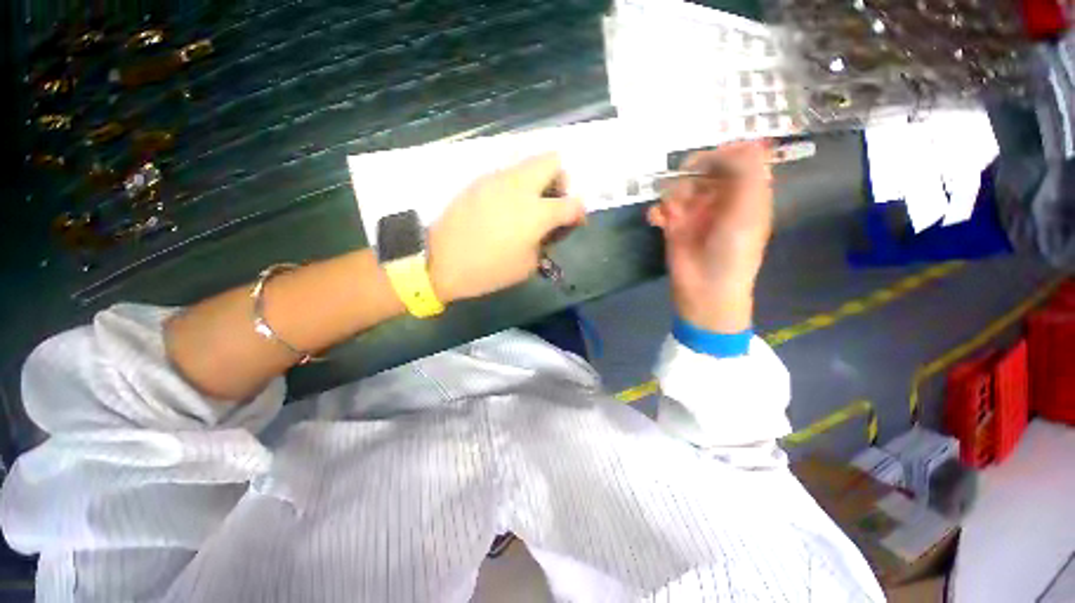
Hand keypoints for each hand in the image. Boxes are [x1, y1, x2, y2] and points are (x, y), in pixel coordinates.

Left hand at [429, 153, 584, 301]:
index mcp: (537, 212)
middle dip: (560, 179)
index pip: (573, 203)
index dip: (580, 213)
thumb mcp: (527, 266)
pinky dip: (515, 186)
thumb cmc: (489, 270)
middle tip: (551, 202)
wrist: (442, 261)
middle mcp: (520, 187)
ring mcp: (497, 179)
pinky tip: (504, 208)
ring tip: (526, 207)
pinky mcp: (479, 181)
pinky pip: (506, 174)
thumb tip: (546, 231)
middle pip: (553, 160)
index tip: (575, 222)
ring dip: (536, 181)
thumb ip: (543, 243)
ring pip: (527, 164)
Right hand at [647, 140, 773, 332]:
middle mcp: (720, 198)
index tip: (709, 162)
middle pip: (704, 169)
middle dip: (692, 174)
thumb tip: (736, 144)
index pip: (737, 158)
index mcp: (745, 192)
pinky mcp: (673, 226)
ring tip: (672, 212)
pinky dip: (656, 211)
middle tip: (686, 189)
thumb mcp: (748, 209)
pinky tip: (656, 219)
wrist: (705, 289)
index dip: (723, 154)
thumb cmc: (732, 251)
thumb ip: (747, 171)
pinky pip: (661, 208)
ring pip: (679, 186)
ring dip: (672, 194)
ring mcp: (695, 212)